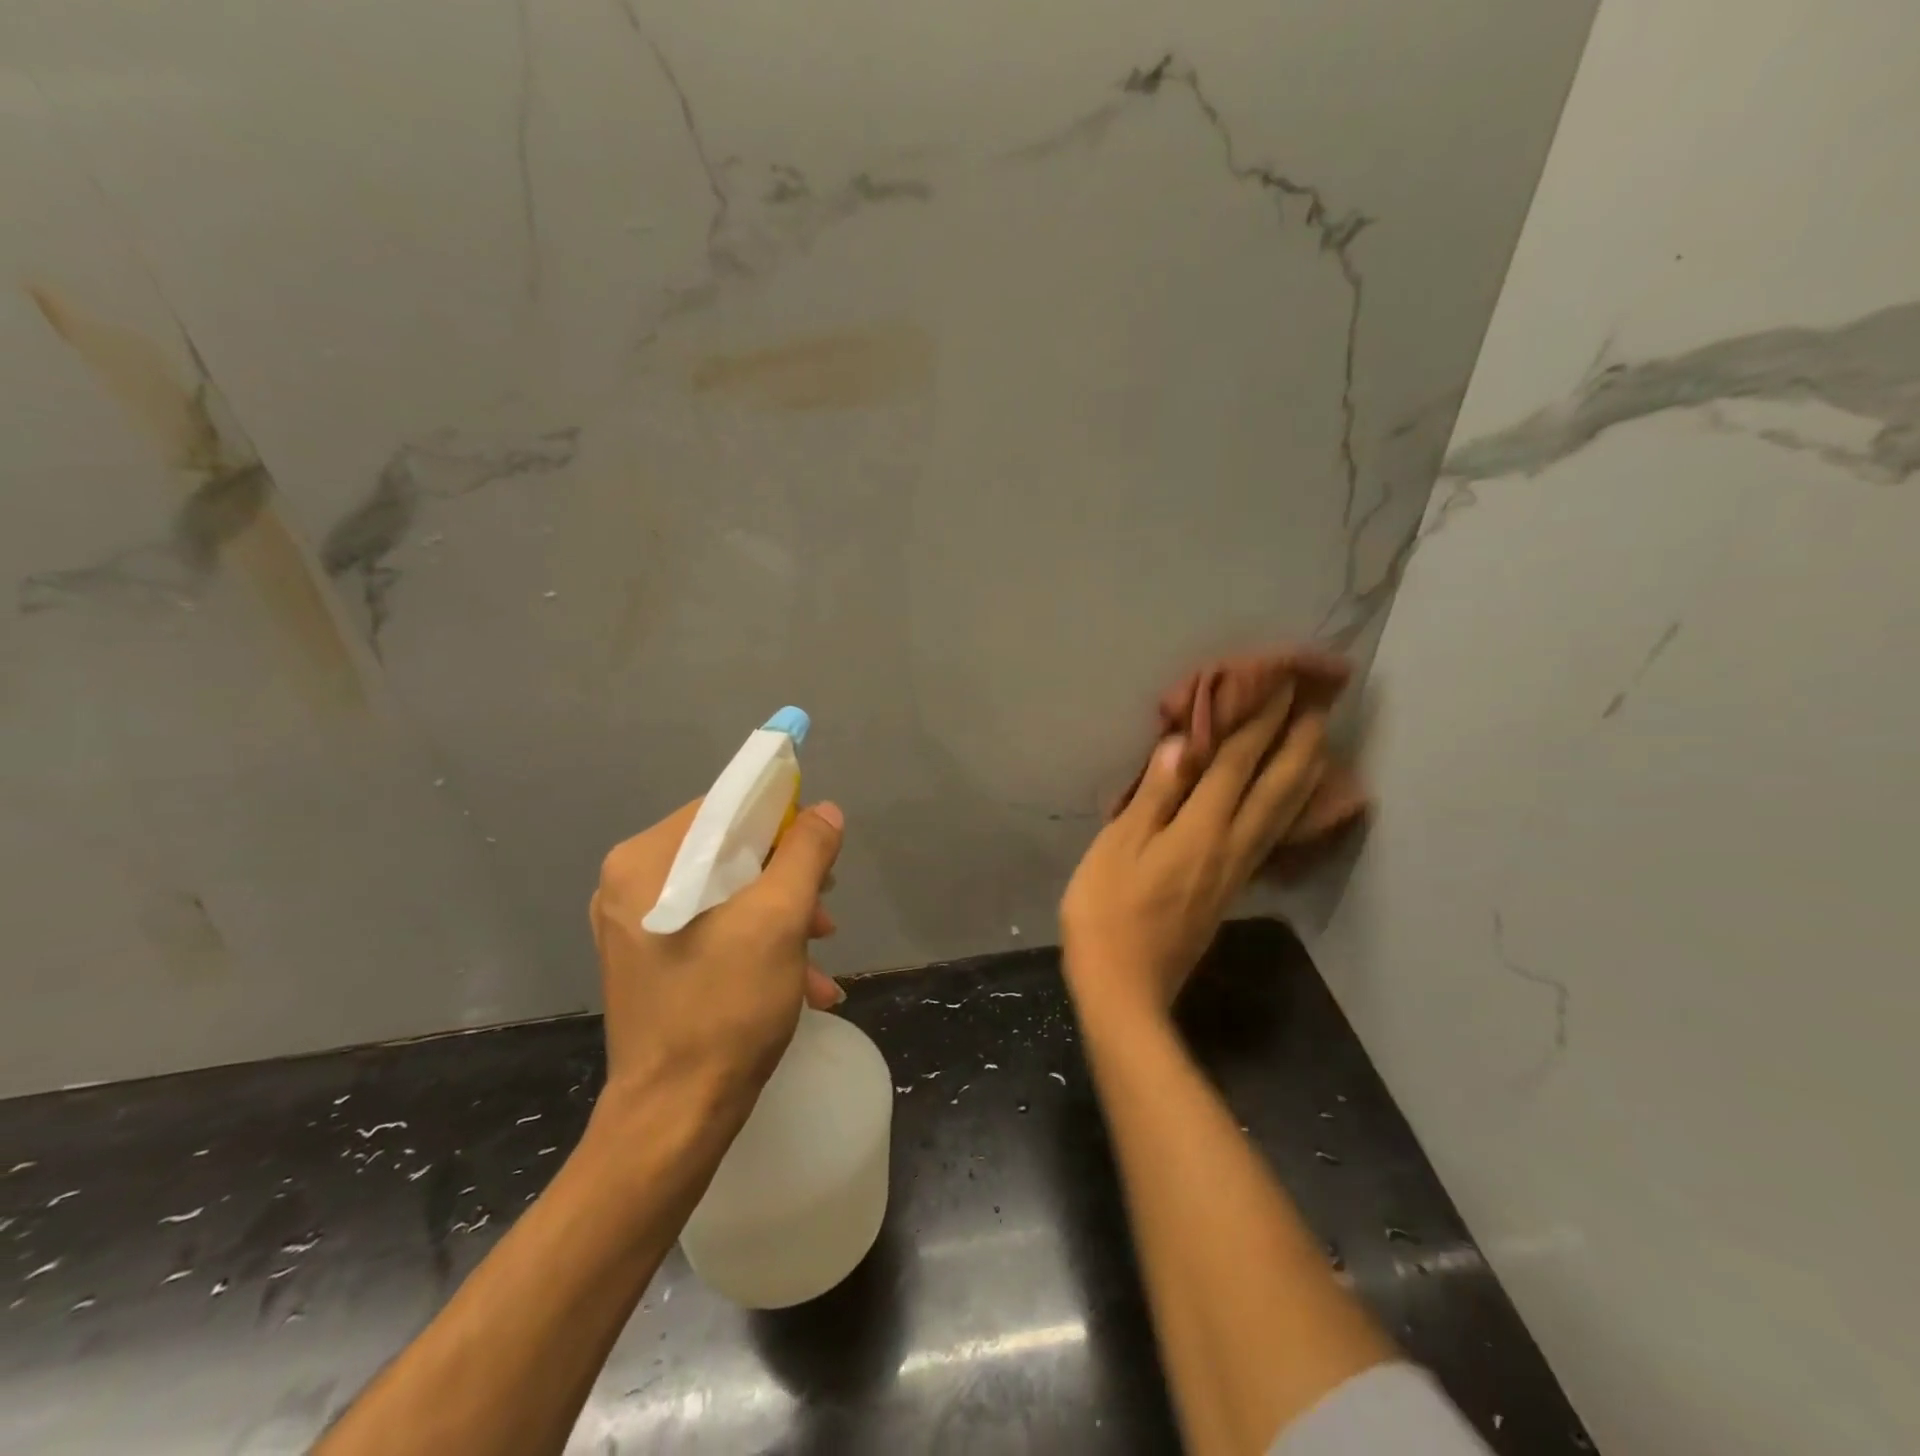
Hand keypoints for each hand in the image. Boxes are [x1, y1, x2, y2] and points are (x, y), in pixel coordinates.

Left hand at [589, 799, 846, 1114]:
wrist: (675, 1119)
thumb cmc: (725, 1007)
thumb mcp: (779, 919)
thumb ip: (805, 852)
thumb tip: (824, 811)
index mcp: (645, 862)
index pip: (723, 808)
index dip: (780, 819)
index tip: (820, 849)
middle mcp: (630, 885)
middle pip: (727, 853)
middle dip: (786, 879)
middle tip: (824, 910)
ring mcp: (637, 927)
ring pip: (726, 894)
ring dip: (782, 916)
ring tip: (823, 952)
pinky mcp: (651, 961)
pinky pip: (714, 929)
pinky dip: (758, 944)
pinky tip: (806, 983)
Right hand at [1061, 685, 1333, 1026]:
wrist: (1126, 988)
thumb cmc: (1107, 912)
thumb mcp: (1117, 848)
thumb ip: (1153, 797)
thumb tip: (1181, 746)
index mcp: (1200, 830)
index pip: (1236, 764)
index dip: (1258, 723)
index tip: (1281, 685)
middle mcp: (1231, 845)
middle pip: (1276, 786)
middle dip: (1298, 741)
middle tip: (1319, 702)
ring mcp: (1236, 871)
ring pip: (1282, 813)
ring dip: (1303, 771)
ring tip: (1320, 741)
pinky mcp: (1230, 890)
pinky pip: (1271, 836)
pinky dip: (1288, 808)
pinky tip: (1289, 803)